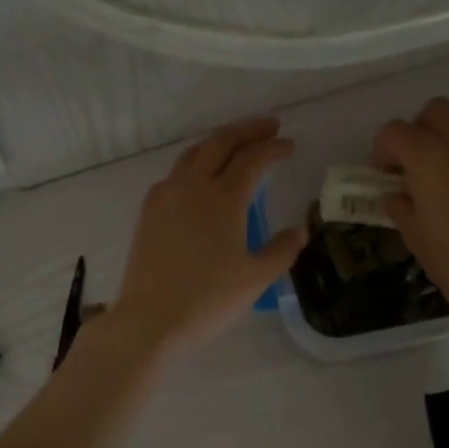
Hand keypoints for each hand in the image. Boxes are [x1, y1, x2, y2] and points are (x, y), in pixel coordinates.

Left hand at [109, 118, 306, 358]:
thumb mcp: (256, 278)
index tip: (290, 145)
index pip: (252, 159)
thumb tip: (299, 230)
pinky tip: (200, 179)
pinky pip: (175, 174)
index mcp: (223, 199)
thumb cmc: (208, 300)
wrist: (149, 320)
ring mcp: (165, 197)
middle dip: (247, 130)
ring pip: (193, 154)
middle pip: (220, 142)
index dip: (274, 148)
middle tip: (270, 127)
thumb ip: (282, 250)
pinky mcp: (149, 213)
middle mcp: (192, 187)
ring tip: (236, 146)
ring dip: (218, 143)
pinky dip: (195, 164)